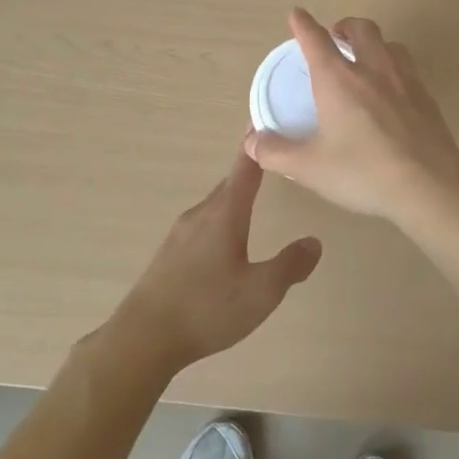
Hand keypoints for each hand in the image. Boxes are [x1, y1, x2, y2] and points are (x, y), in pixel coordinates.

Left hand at [101, 149, 322, 379]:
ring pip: (214, 206)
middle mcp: (201, 214)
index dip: (255, 146)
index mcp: (224, 213)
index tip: (264, 120)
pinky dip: (218, 220)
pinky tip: (225, 242)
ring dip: (233, 199)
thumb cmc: (207, 309)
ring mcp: (180, 233)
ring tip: (252, 200)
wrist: (143, 337)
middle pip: (228, 185)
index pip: (245, 168)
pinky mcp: (168, 254)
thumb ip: (290, 266)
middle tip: (270, 162)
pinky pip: (201, 225)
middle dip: (249, 173)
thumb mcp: (261, 292)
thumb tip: (315, 241)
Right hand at [245, 8, 458, 230]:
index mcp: (338, 80)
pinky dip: (394, 66)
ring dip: (373, 42)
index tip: (297, 14)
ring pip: (389, 43)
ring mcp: (404, 80)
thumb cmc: (363, 172)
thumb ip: (277, 153)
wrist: (429, 185)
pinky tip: (392, 89)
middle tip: (335, 36)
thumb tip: (252, 142)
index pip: (316, 40)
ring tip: (365, 58)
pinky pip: (407, 67)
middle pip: (359, 29)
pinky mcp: (427, 96)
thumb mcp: (310, 168)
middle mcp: (372, 69)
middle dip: (344, 25)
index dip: (303, 25)